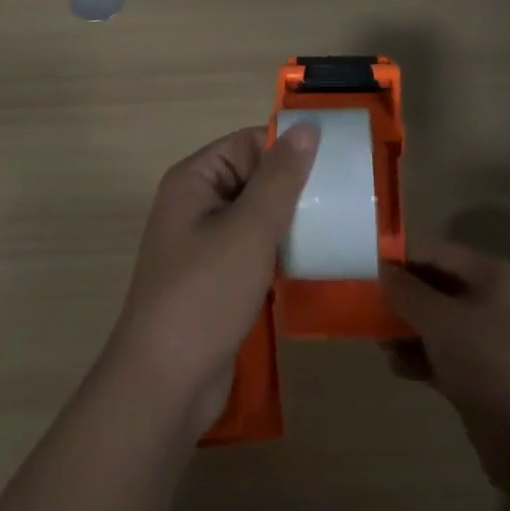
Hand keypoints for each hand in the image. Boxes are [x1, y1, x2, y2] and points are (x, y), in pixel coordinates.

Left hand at [105, 124, 316, 432]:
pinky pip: (253, 248)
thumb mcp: (249, 229)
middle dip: (295, 186)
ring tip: (337, 225)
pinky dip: (280, 250)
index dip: (289, 149)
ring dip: (291, 220)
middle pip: (254, 177)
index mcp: (194, 179)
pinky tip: (312, 259)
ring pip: (257, 215)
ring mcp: (204, 243)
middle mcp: (195, 203)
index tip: (336, 163)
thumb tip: (307, 125)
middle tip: (344, 198)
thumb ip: (280, 177)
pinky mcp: (215, 278)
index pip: (249, 144)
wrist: (165, 385)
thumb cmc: (205, 294)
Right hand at [381, 238, 509, 489]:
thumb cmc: (490, 362)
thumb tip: (382, 270)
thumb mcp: (441, 320)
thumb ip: (407, 292)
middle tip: (365, 308)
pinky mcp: (479, 376)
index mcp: (487, 274)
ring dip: (405, 329)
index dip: (399, 258)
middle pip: (433, 286)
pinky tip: (399, 367)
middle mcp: (487, 300)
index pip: (433, 252)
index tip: (364, 269)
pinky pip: (441, 355)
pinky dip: (419, 357)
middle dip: (400, 297)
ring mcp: (485, 340)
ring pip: (434, 323)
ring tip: (379, 342)